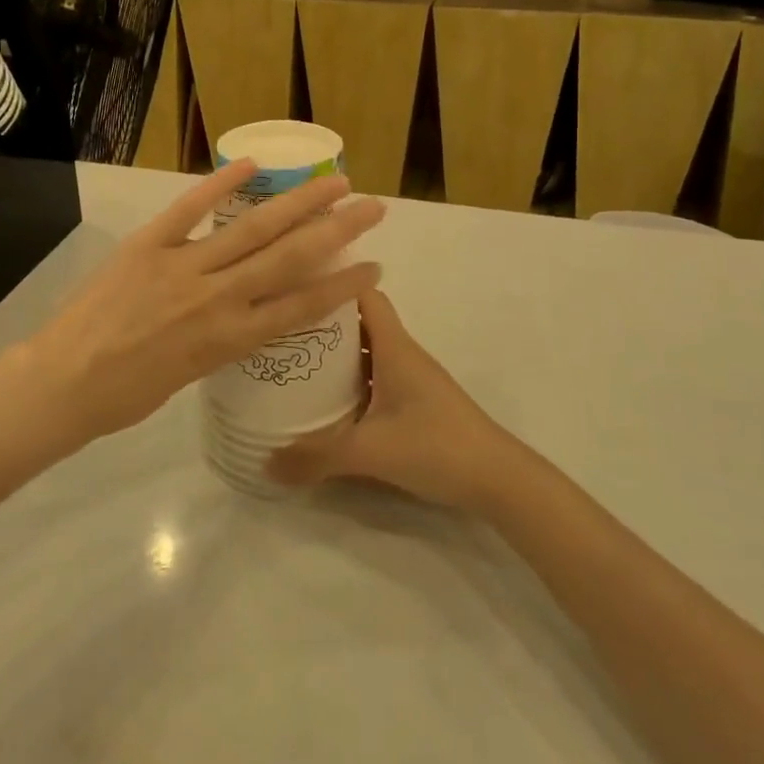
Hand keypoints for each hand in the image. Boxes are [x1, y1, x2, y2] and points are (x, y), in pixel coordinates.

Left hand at [19, 162, 384, 443]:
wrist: (62, 383)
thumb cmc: (125, 396)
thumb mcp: (190, 376)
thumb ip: (222, 340)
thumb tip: (243, 313)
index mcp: (229, 340)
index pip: (301, 308)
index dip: (343, 286)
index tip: (374, 266)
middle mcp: (218, 299)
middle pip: (290, 258)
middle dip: (337, 230)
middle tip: (372, 206)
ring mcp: (183, 266)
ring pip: (253, 229)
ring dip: (298, 202)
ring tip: (333, 181)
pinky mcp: (148, 244)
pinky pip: (189, 209)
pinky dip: (220, 184)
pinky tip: (252, 164)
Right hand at [267, 289, 517, 508]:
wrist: (497, 480)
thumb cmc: (436, 446)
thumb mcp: (370, 451)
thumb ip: (316, 457)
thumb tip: (265, 464)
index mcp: (394, 347)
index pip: (363, 294)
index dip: (333, 284)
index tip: (294, 288)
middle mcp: (401, 354)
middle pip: (358, 321)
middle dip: (322, 321)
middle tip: (281, 331)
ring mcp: (410, 378)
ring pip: (366, 351)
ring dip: (335, 354)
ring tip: (293, 362)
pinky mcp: (414, 402)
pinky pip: (374, 377)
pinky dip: (350, 380)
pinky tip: (326, 402)